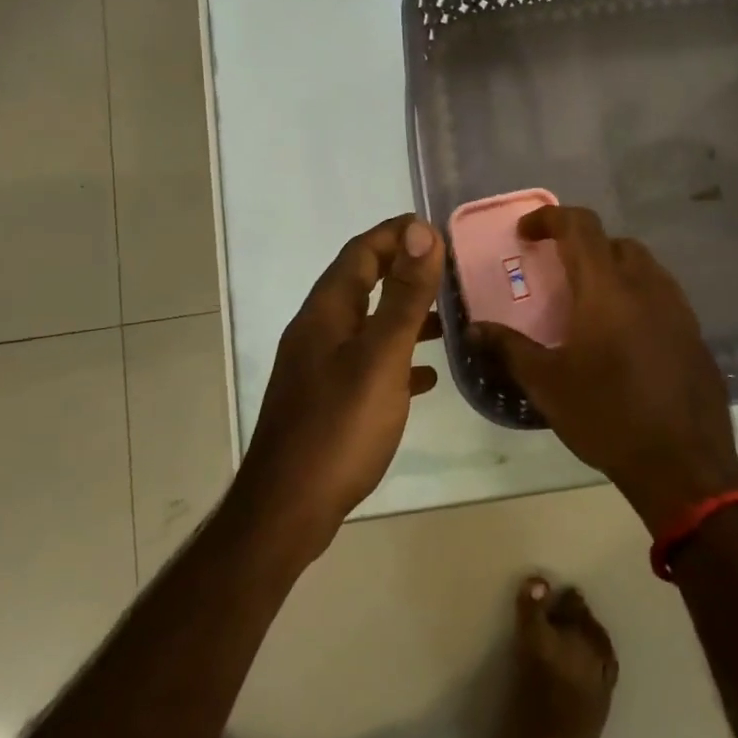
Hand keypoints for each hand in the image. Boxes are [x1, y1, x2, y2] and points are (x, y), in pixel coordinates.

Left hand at [236, 215, 444, 554]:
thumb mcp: (380, 356)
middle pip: (362, 284)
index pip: (360, 253)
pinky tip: (425, 377)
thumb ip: (404, 295)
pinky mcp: (327, 400)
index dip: (396, 234)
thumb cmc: (339, 427)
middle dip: (402, 270)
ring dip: (403, 315)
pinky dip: (396, 358)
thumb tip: (421, 231)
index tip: (437, 229)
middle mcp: (317, 332)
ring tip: (447, 319)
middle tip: (448, 270)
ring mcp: (319, 367)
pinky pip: (367, 363)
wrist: (289, 508)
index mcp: (326, 313)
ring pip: (367, 325)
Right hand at [471, 206, 737, 534]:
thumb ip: (508, 348)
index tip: (526, 234)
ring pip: (643, 268)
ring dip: (613, 270)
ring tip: (589, 305)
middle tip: (558, 273)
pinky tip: (624, 338)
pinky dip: (636, 297)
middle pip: (614, 242)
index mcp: (607, 289)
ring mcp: (678, 309)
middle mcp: (647, 286)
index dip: (550, 218)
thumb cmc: (607, 416)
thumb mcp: (547, 383)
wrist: (683, 465)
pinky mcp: (695, 334)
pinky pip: (662, 297)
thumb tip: (475, 328)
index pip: (580, 226)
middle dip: (583, 247)